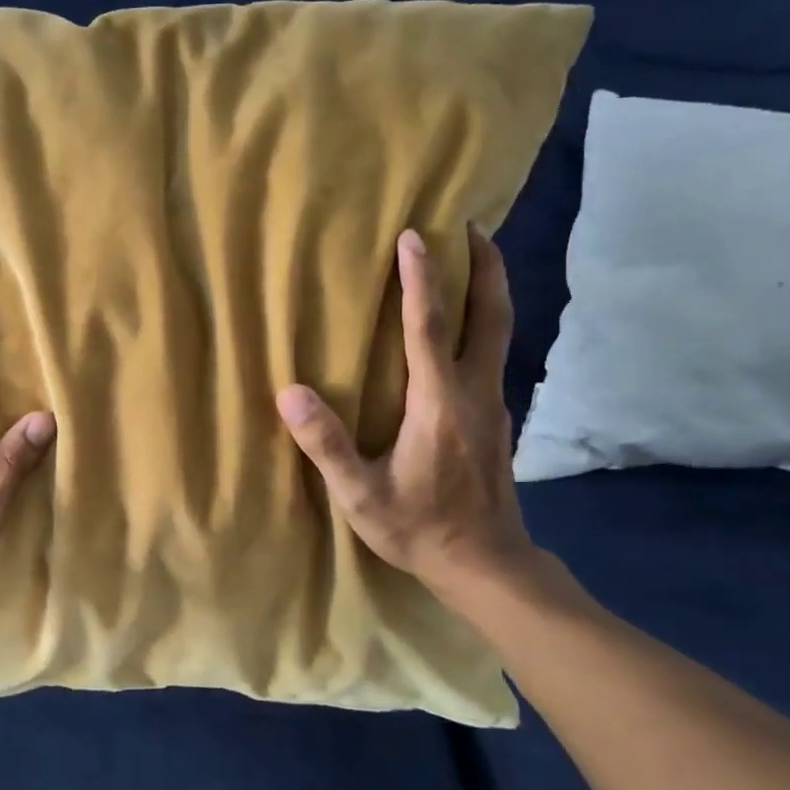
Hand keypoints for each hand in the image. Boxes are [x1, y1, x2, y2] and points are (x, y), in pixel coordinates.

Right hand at [276, 225, 536, 604]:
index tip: (414, 236)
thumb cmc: (419, 528)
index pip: (429, 329)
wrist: (486, 564)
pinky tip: (462, 330)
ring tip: (471, 260)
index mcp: (439, 404)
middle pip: (490, 316)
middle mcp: (474, 393)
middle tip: (471, 226)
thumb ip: (328, 445)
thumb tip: (290, 394)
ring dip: (487, 290)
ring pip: (499, 333)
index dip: (421, 281)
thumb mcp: (361, 496)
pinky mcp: (497, 419)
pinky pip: (492, 355)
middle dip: (484, 267)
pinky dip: (481, 324)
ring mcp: (493, 405)